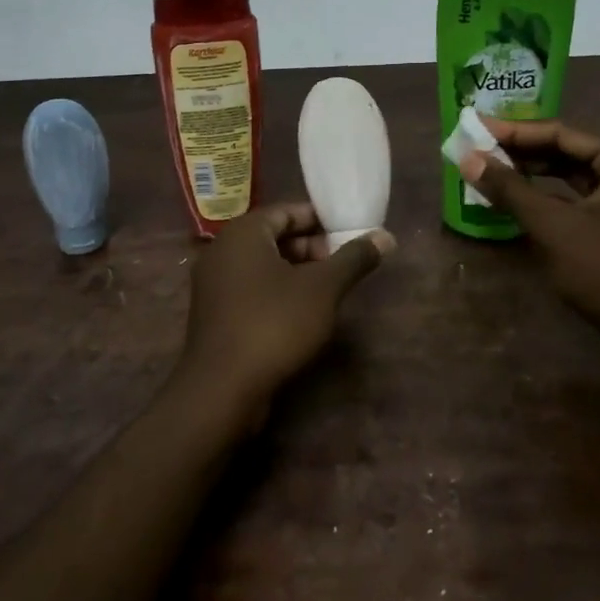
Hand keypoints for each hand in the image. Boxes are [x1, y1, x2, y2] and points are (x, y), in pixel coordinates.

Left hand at [172, 204, 392, 433]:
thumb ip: (353, 259)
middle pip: (274, 237)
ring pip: (263, 265)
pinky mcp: (215, 313)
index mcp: (243, 233)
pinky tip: (303, 313)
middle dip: (311, 248)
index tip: (351, 236)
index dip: (322, 221)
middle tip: (344, 265)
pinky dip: (277, 292)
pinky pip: (251, 289)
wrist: (222, 388)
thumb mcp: (323, 289)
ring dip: (297, 272)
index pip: (287, 211)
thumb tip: (386, 236)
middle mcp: (222, 250)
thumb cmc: (274, 325)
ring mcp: (214, 284)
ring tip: (330, 289)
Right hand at [457, 120, 599, 346]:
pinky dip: (555, 197)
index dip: (513, 133)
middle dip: (523, 153)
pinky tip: (523, 201)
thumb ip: (509, 189)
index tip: (475, 129)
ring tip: (494, 172)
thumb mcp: (553, 227)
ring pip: (578, 176)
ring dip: (537, 175)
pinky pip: (588, 198)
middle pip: (571, 152)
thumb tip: (466, 157)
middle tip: (479, 150)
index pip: (561, 133)